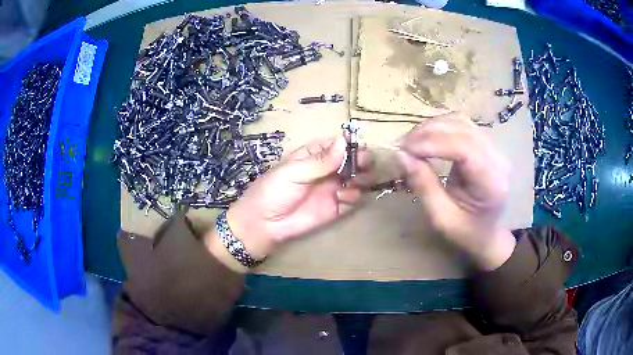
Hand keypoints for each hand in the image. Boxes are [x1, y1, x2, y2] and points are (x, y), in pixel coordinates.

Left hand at [217, 136, 369, 264]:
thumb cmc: (274, 191)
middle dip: (361, 160)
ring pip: (358, 179)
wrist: (265, 223)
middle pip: (352, 161)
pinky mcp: (337, 208)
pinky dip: (354, 196)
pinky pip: (354, 199)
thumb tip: (344, 142)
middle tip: (363, 163)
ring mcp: (334, 189)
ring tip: (354, 181)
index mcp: (314, 156)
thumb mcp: (294, 172)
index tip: (358, 146)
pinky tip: (342, 197)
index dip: (349, 143)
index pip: (337, 144)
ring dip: (362, 178)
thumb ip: (320, 161)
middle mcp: (328, 170)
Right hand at [398, 114, 515, 270]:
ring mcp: (494, 148)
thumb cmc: (467, 231)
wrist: (488, 231)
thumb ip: (424, 186)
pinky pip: (461, 124)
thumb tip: (402, 155)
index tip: (404, 150)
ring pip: (460, 121)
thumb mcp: (442, 218)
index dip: (432, 143)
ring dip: (432, 127)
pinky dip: (440, 127)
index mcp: (492, 183)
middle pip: (462, 129)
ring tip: (412, 142)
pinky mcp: (486, 143)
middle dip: (428, 133)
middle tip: (402, 146)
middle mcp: (497, 159)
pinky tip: (427, 138)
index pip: (464, 148)